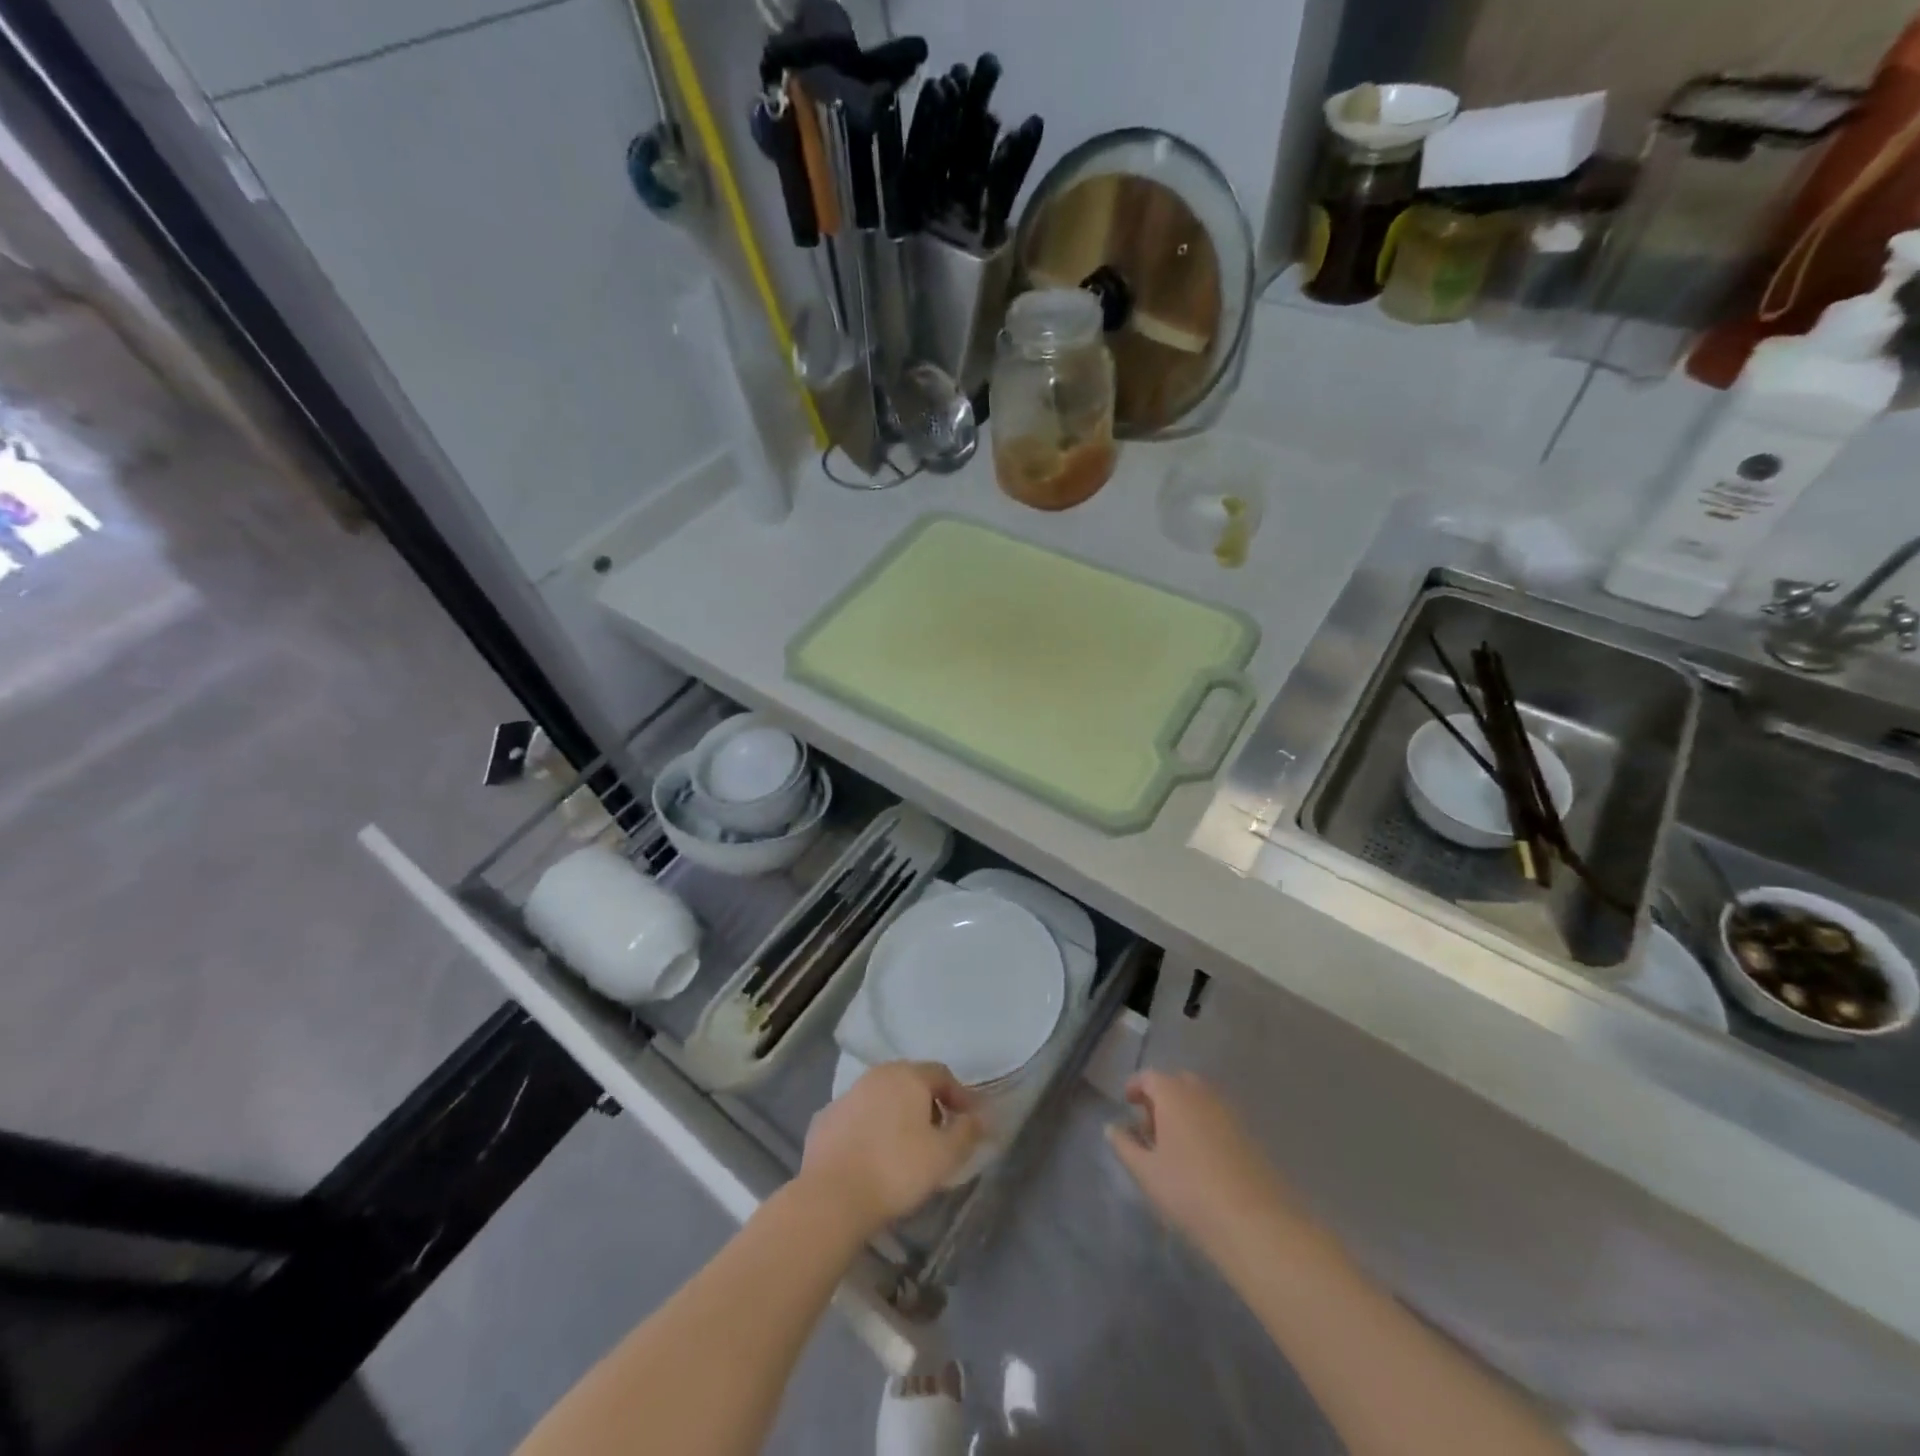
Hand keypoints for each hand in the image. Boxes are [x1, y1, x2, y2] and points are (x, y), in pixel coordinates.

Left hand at [799, 1062, 983, 1237]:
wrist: (831, 1197)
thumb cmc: (896, 1170)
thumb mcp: (944, 1156)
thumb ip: (967, 1132)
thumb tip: (982, 1117)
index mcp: (907, 1076)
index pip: (942, 1074)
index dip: (960, 1096)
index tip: (970, 1122)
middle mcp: (876, 1075)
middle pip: (910, 1081)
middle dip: (929, 1103)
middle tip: (940, 1134)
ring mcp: (847, 1095)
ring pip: (881, 1097)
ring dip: (898, 1115)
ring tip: (906, 1147)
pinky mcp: (824, 1119)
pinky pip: (857, 1117)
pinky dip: (870, 1129)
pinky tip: (872, 1156)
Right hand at [1105, 1070, 1300, 1264]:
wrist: (1255, 1223)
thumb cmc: (1188, 1191)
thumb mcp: (1145, 1172)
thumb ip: (1125, 1145)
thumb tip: (1112, 1127)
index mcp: (1173, 1094)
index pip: (1149, 1077)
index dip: (1135, 1087)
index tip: (1127, 1103)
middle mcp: (1202, 1094)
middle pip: (1177, 1083)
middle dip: (1161, 1097)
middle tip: (1150, 1126)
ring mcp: (1229, 1112)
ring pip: (1200, 1100)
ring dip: (1184, 1111)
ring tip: (1174, 1146)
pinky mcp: (1249, 1135)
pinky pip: (1218, 1118)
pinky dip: (1204, 1126)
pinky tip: (1201, 1159)